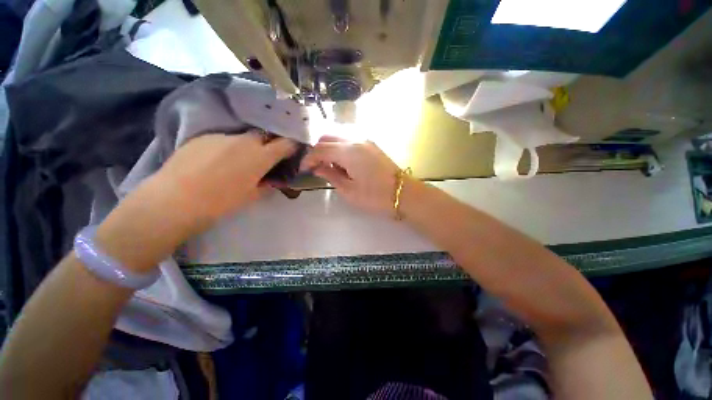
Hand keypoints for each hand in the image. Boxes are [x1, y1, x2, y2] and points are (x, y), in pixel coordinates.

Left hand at [154, 131, 297, 223]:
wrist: (175, 199)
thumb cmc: (221, 202)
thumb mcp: (252, 196)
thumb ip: (266, 184)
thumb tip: (272, 179)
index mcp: (261, 156)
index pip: (286, 143)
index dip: (292, 146)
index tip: (293, 151)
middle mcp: (245, 140)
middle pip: (265, 135)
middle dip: (270, 144)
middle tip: (265, 157)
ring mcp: (223, 136)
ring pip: (243, 137)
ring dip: (247, 146)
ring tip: (237, 161)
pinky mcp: (204, 136)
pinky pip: (224, 139)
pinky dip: (227, 147)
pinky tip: (216, 161)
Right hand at [301, 137, 400, 213]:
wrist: (403, 194)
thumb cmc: (374, 196)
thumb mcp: (348, 190)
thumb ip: (331, 175)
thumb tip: (317, 167)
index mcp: (348, 151)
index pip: (320, 149)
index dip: (309, 158)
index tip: (303, 169)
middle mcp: (355, 139)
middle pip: (327, 137)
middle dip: (317, 150)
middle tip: (315, 167)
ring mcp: (365, 140)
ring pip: (338, 136)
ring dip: (329, 147)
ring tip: (329, 165)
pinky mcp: (372, 144)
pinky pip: (349, 140)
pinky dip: (340, 147)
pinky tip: (342, 161)